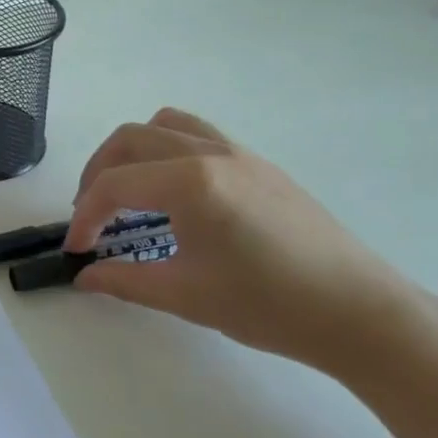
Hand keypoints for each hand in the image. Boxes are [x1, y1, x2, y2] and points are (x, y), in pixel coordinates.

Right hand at [65, 108, 421, 372]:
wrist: (360, 313)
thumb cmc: (270, 306)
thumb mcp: (187, 296)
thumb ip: (125, 280)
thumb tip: (83, 276)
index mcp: (191, 183)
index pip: (114, 185)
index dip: (85, 216)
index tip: (77, 250)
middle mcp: (209, 153)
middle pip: (130, 140)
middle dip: (98, 173)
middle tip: (91, 215)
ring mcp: (238, 152)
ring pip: (164, 125)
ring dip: (132, 151)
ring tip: (126, 190)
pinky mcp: (258, 163)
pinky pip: (197, 135)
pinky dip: (166, 150)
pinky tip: (173, 193)